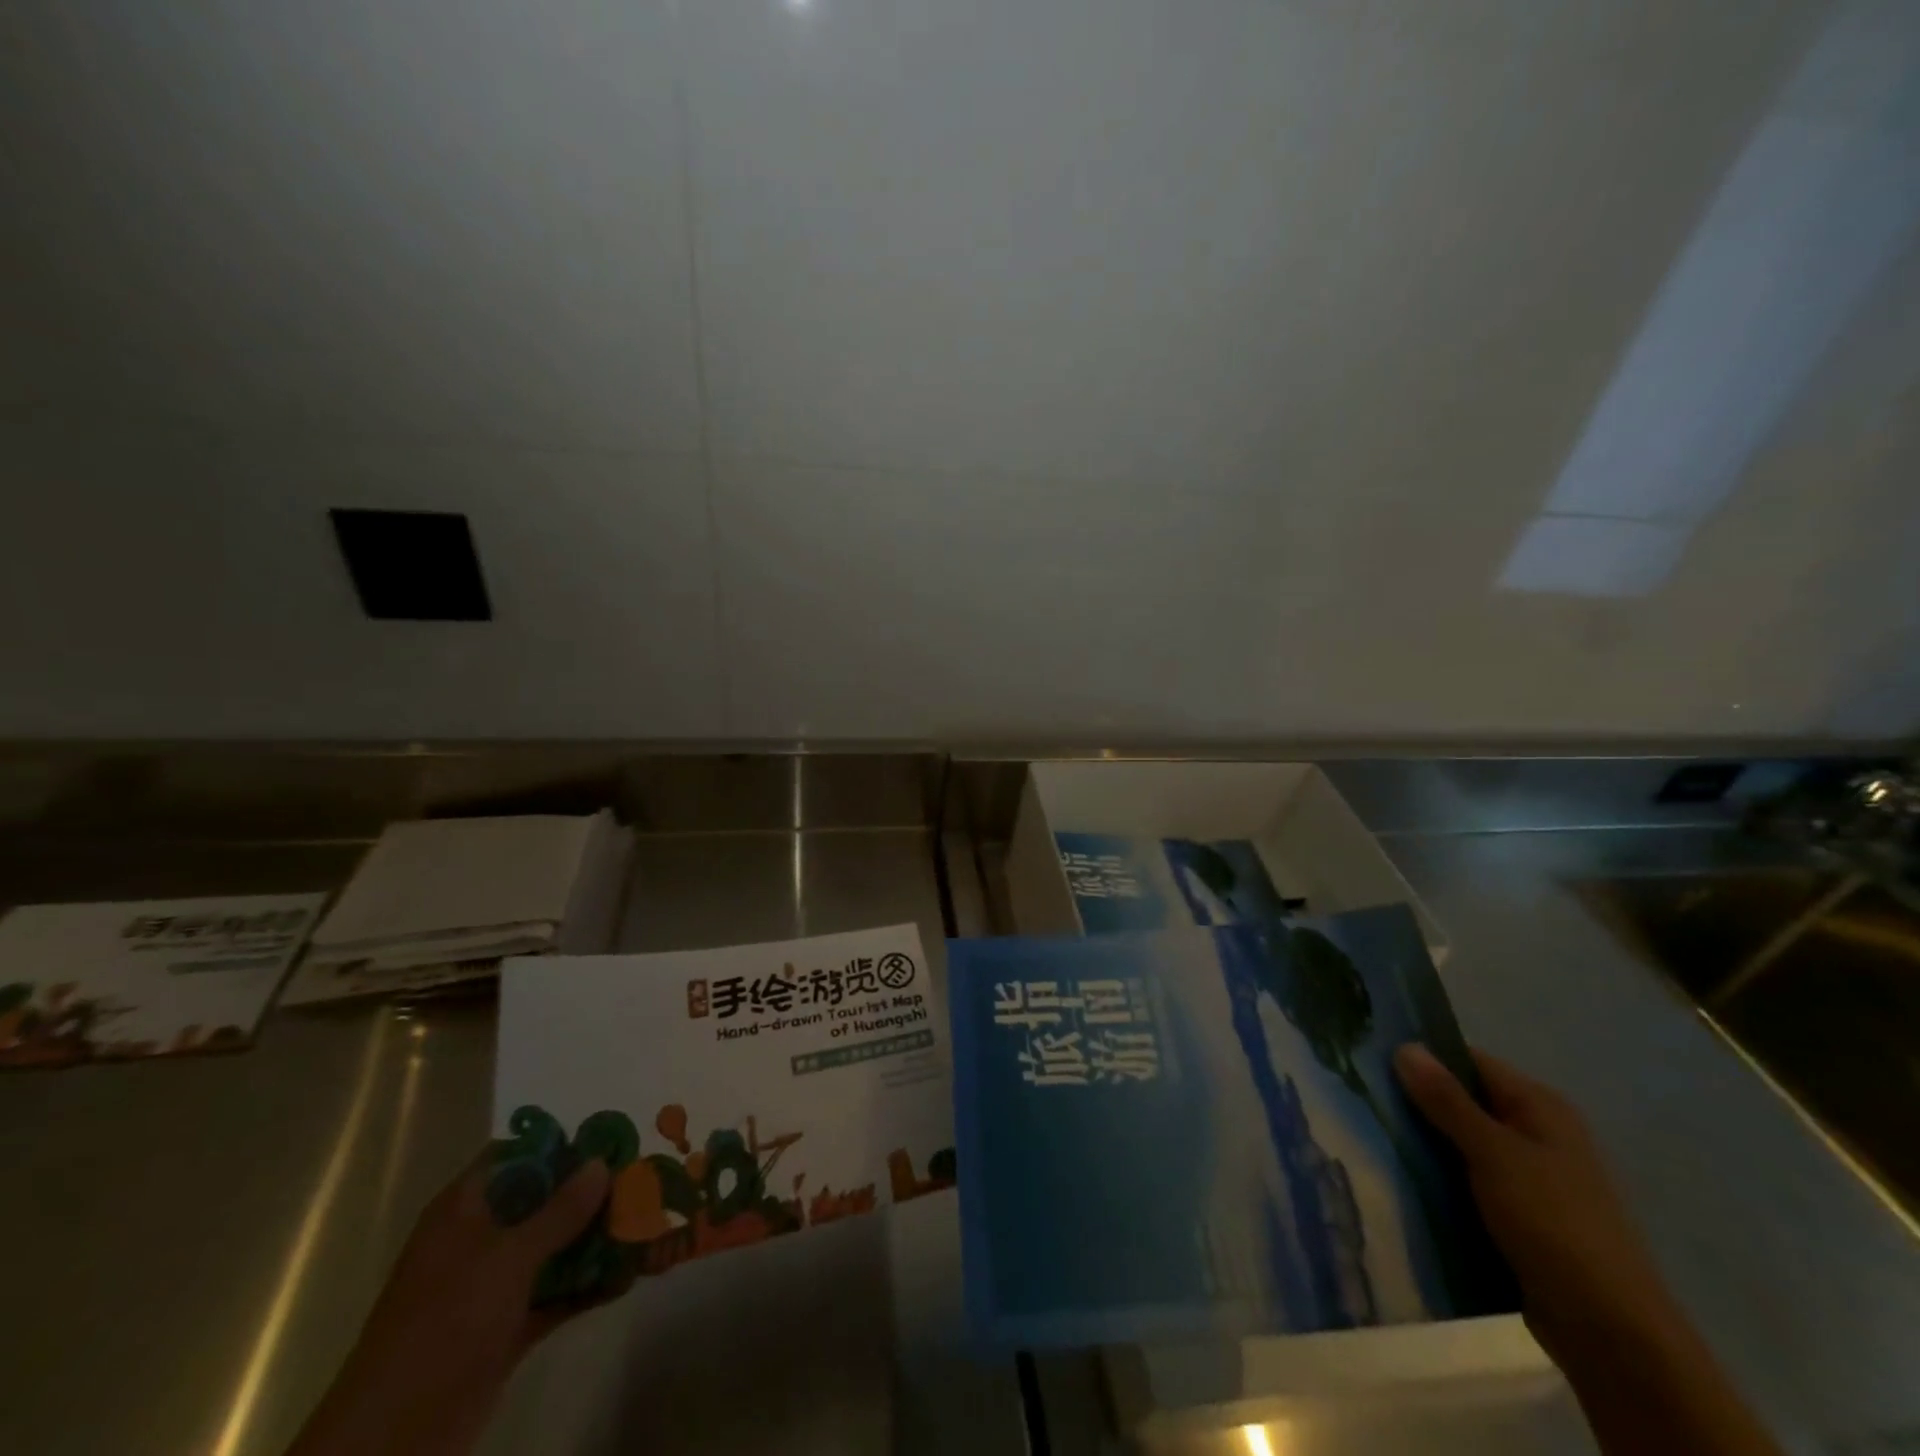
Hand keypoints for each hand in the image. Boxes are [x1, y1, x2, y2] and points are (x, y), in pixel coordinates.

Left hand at [288, 1148, 619, 1455]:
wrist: (391, 1443)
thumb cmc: (445, 1325)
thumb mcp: (507, 1259)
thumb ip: (560, 1210)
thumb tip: (601, 1162)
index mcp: (466, 1209)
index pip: (518, 1156)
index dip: (562, 1146)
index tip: (609, 1144)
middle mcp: (480, 1238)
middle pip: (544, 1200)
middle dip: (592, 1194)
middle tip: (643, 1183)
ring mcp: (492, 1285)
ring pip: (554, 1247)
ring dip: (596, 1240)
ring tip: (648, 1226)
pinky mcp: (506, 1327)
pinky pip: (555, 1292)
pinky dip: (587, 1285)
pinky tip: (630, 1277)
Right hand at [1393, 1043, 1678, 1364]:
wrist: (1610, 1332)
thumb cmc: (1554, 1224)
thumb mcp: (1494, 1153)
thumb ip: (1446, 1100)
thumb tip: (1404, 1045)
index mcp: (1540, 1107)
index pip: (1469, 1061)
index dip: (1422, 1055)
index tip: (1368, 1056)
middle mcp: (1536, 1133)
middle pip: (1462, 1101)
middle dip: (1414, 1101)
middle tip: (1358, 1095)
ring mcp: (1528, 1177)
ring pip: (1459, 1143)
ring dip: (1421, 1142)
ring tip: (1366, 1133)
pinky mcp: (1517, 1215)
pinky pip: (1465, 1180)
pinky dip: (1436, 1177)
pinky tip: (1397, 1177)